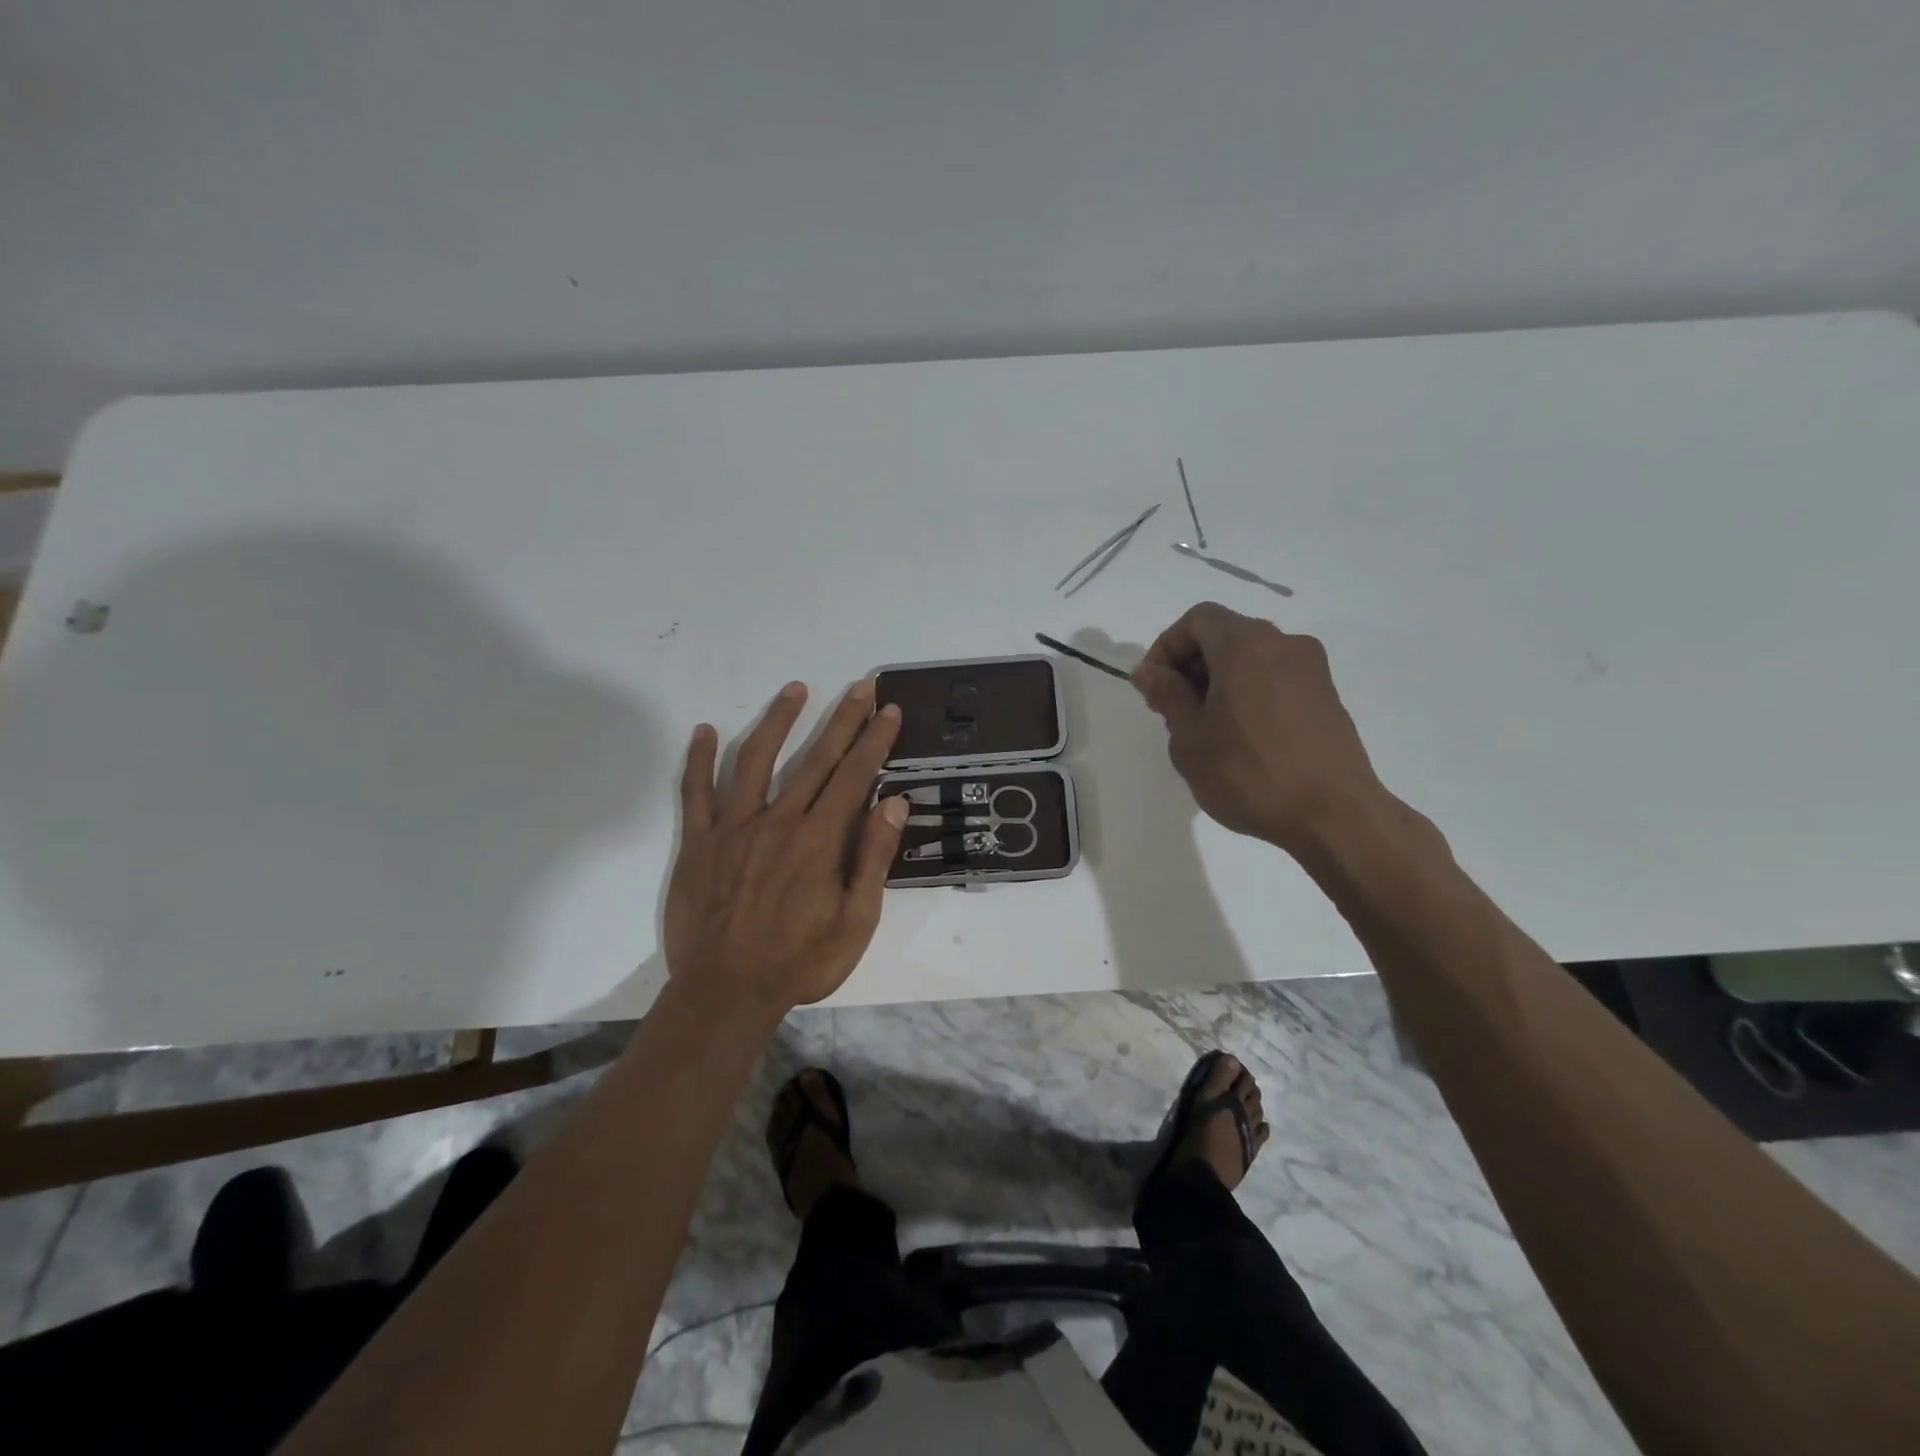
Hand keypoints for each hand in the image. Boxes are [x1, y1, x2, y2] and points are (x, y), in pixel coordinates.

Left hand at [664, 679, 907, 1018]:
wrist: (726, 992)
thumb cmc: (800, 962)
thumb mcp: (855, 921)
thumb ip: (873, 859)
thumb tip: (894, 803)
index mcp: (819, 840)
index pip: (854, 776)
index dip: (874, 741)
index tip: (888, 710)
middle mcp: (778, 820)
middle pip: (815, 759)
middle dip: (843, 720)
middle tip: (861, 687)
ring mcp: (734, 827)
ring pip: (755, 759)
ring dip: (778, 721)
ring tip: (796, 689)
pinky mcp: (698, 842)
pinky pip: (696, 793)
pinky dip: (698, 760)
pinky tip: (704, 730)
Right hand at [1132, 602, 1385, 850]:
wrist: (1334, 815)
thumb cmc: (1249, 773)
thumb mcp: (1190, 737)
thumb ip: (1167, 695)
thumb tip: (1149, 671)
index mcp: (1245, 644)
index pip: (1197, 620)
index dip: (1166, 647)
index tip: (1152, 688)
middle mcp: (1283, 644)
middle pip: (1225, 635)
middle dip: (1191, 665)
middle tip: (1171, 711)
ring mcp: (1312, 670)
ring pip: (1251, 658)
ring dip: (1219, 681)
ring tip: (1205, 729)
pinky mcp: (1327, 697)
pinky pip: (1275, 679)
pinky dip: (1249, 693)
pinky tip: (1240, 738)